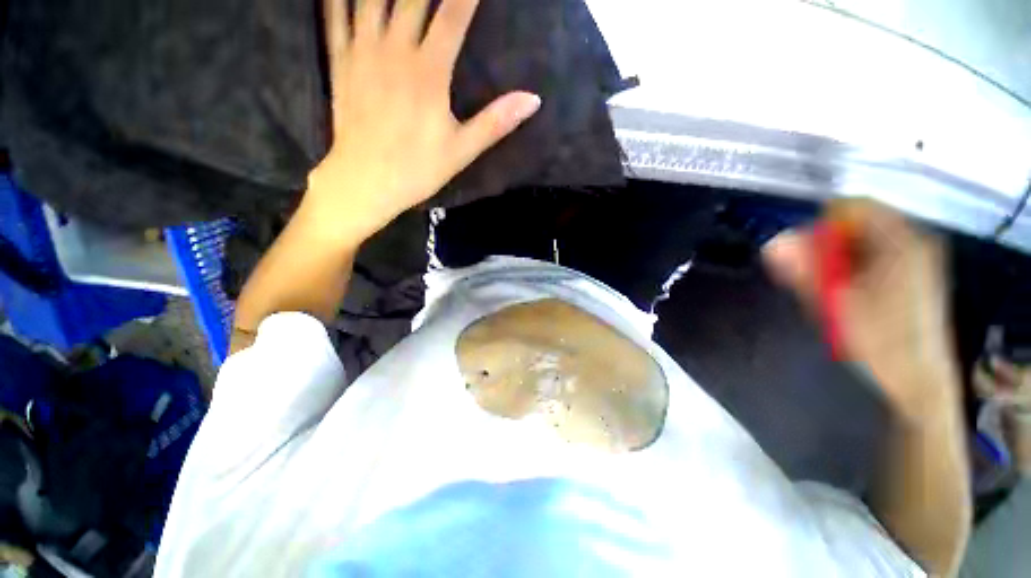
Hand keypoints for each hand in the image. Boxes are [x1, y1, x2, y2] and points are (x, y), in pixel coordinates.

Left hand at [303, 0, 541, 243]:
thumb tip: (534, 99)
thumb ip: (495, 122)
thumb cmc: (417, 169)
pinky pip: (335, 16)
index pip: (453, 16)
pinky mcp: (340, 63)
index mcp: (429, 72)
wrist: (365, 183)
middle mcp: (395, 51)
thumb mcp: (462, 151)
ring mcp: (363, 53)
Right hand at [763, 200, 954, 419]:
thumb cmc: (880, 342)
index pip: (853, 207)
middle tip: (814, 278)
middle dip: (828, 246)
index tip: (802, 252)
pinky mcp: (915, 277)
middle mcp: (913, 243)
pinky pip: (875, 257)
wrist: (919, 383)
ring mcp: (918, 260)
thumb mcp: (834, 304)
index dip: (821, 224)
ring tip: (830, 292)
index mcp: (901, 242)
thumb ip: (803, 269)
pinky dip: (853, 268)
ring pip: (865, 242)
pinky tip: (847, 295)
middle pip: (859, 224)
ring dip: (838, 260)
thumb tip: (772, 243)